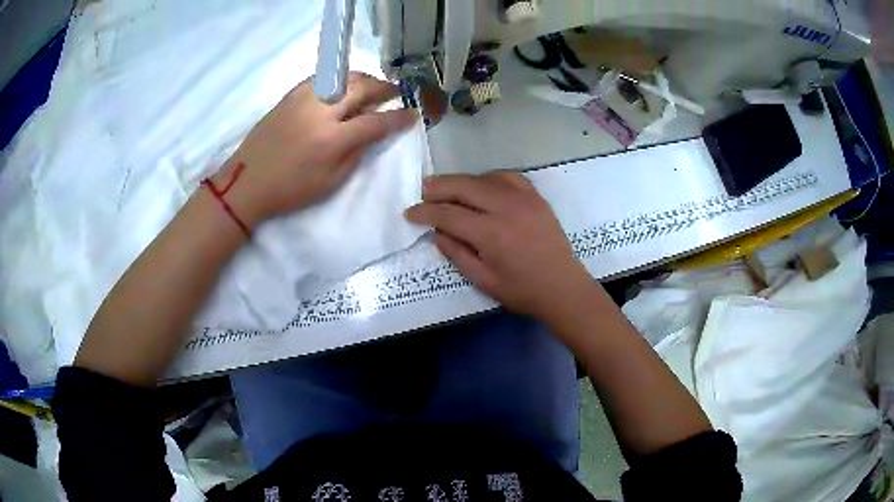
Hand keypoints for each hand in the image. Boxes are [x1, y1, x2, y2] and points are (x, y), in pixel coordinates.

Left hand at [214, 73, 416, 227]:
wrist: (247, 181)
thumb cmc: (289, 190)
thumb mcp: (330, 182)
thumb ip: (356, 154)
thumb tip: (373, 132)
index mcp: (332, 139)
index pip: (376, 121)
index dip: (398, 117)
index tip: (413, 114)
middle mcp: (321, 111)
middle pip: (363, 88)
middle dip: (385, 89)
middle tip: (396, 93)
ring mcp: (304, 98)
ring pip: (344, 77)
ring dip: (365, 79)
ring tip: (373, 87)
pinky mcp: (291, 94)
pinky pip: (323, 78)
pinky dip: (341, 79)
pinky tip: (344, 87)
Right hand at [405, 172, 596, 320]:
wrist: (563, 287)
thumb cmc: (522, 291)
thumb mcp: (483, 280)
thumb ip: (456, 252)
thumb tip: (437, 231)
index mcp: (490, 233)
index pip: (448, 214)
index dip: (425, 212)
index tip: (410, 213)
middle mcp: (505, 208)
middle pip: (463, 187)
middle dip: (438, 187)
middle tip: (423, 191)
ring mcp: (523, 198)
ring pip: (483, 178)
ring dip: (461, 180)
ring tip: (446, 187)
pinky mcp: (535, 197)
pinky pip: (507, 177)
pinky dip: (488, 178)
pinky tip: (481, 185)